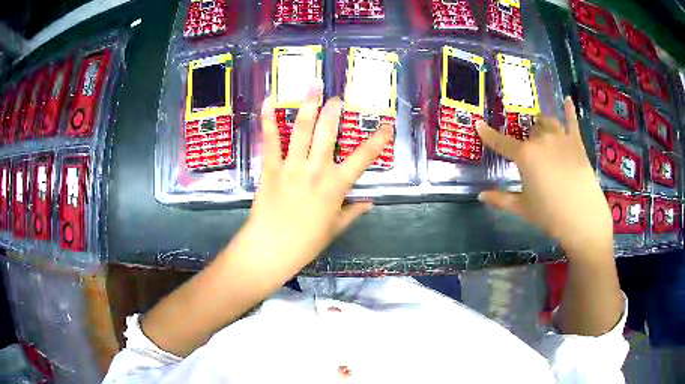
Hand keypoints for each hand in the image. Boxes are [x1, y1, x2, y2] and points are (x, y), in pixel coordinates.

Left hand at [245, 81, 393, 270]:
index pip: (363, 158)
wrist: (272, 249)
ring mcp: (292, 167)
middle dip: (334, 111)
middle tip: (337, 97)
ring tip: (313, 84)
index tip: (387, 125)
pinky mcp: (271, 168)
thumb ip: (353, 212)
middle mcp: (317, 170)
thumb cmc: (306, 242)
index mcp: (336, 186)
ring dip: (308, 105)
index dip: (378, 140)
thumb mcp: (335, 228)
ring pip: (302, 130)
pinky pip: (270, 141)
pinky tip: (269, 101)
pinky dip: (269, 120)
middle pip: (328, 133)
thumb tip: (370, 203)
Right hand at [476, 97, 612, 255]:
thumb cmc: (549, 214)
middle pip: (528, 132)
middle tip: (526, 152)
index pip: (501, 142)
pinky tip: (567, 100)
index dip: (488, 134)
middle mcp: (541, 140)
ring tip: (540, 129)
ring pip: (546, 122)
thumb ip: (501, 200)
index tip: (478, 124)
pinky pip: (572, 121)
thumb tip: (481, 196)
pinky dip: (569, 109)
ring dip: (541, 124)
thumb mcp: (523, 208)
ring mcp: (560, 138)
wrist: (582, 217)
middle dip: (524, 139)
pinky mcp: (576, 142)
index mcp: (525, 155)